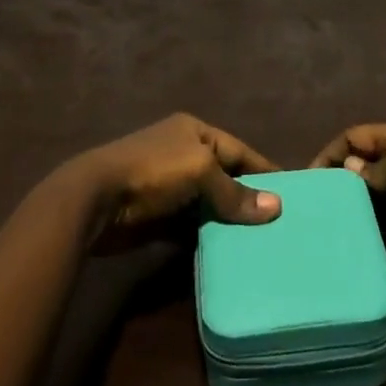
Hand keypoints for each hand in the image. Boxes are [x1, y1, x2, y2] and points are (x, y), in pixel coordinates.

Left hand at [73, 113, 282, 242]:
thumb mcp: (199, 173)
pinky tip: (226, 253)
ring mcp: (168, 185)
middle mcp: (183, 153)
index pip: (238, 150)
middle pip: (223, 176)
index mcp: (194, 132)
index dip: (263, 170)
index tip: (291, 192)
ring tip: (259, 243)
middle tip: (279, 224)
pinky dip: (205, 236)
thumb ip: (235, 192)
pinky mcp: (156, 216)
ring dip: (226, 220)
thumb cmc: (152, 172)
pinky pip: (189, 225)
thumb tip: (276, 207)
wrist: (95, 199)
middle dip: (246, 198)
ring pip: (207, 203)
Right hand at [309, 119, 385, 236]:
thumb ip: (374, 166)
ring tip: (339, 217)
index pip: (357, 134)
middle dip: (346, 175)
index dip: (332, 152)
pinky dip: (381, 215)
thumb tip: (349, 167)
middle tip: (322, 200)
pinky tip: (369, 229)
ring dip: (363, 198)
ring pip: (382, 185)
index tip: (310, 177)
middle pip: (369, 158)